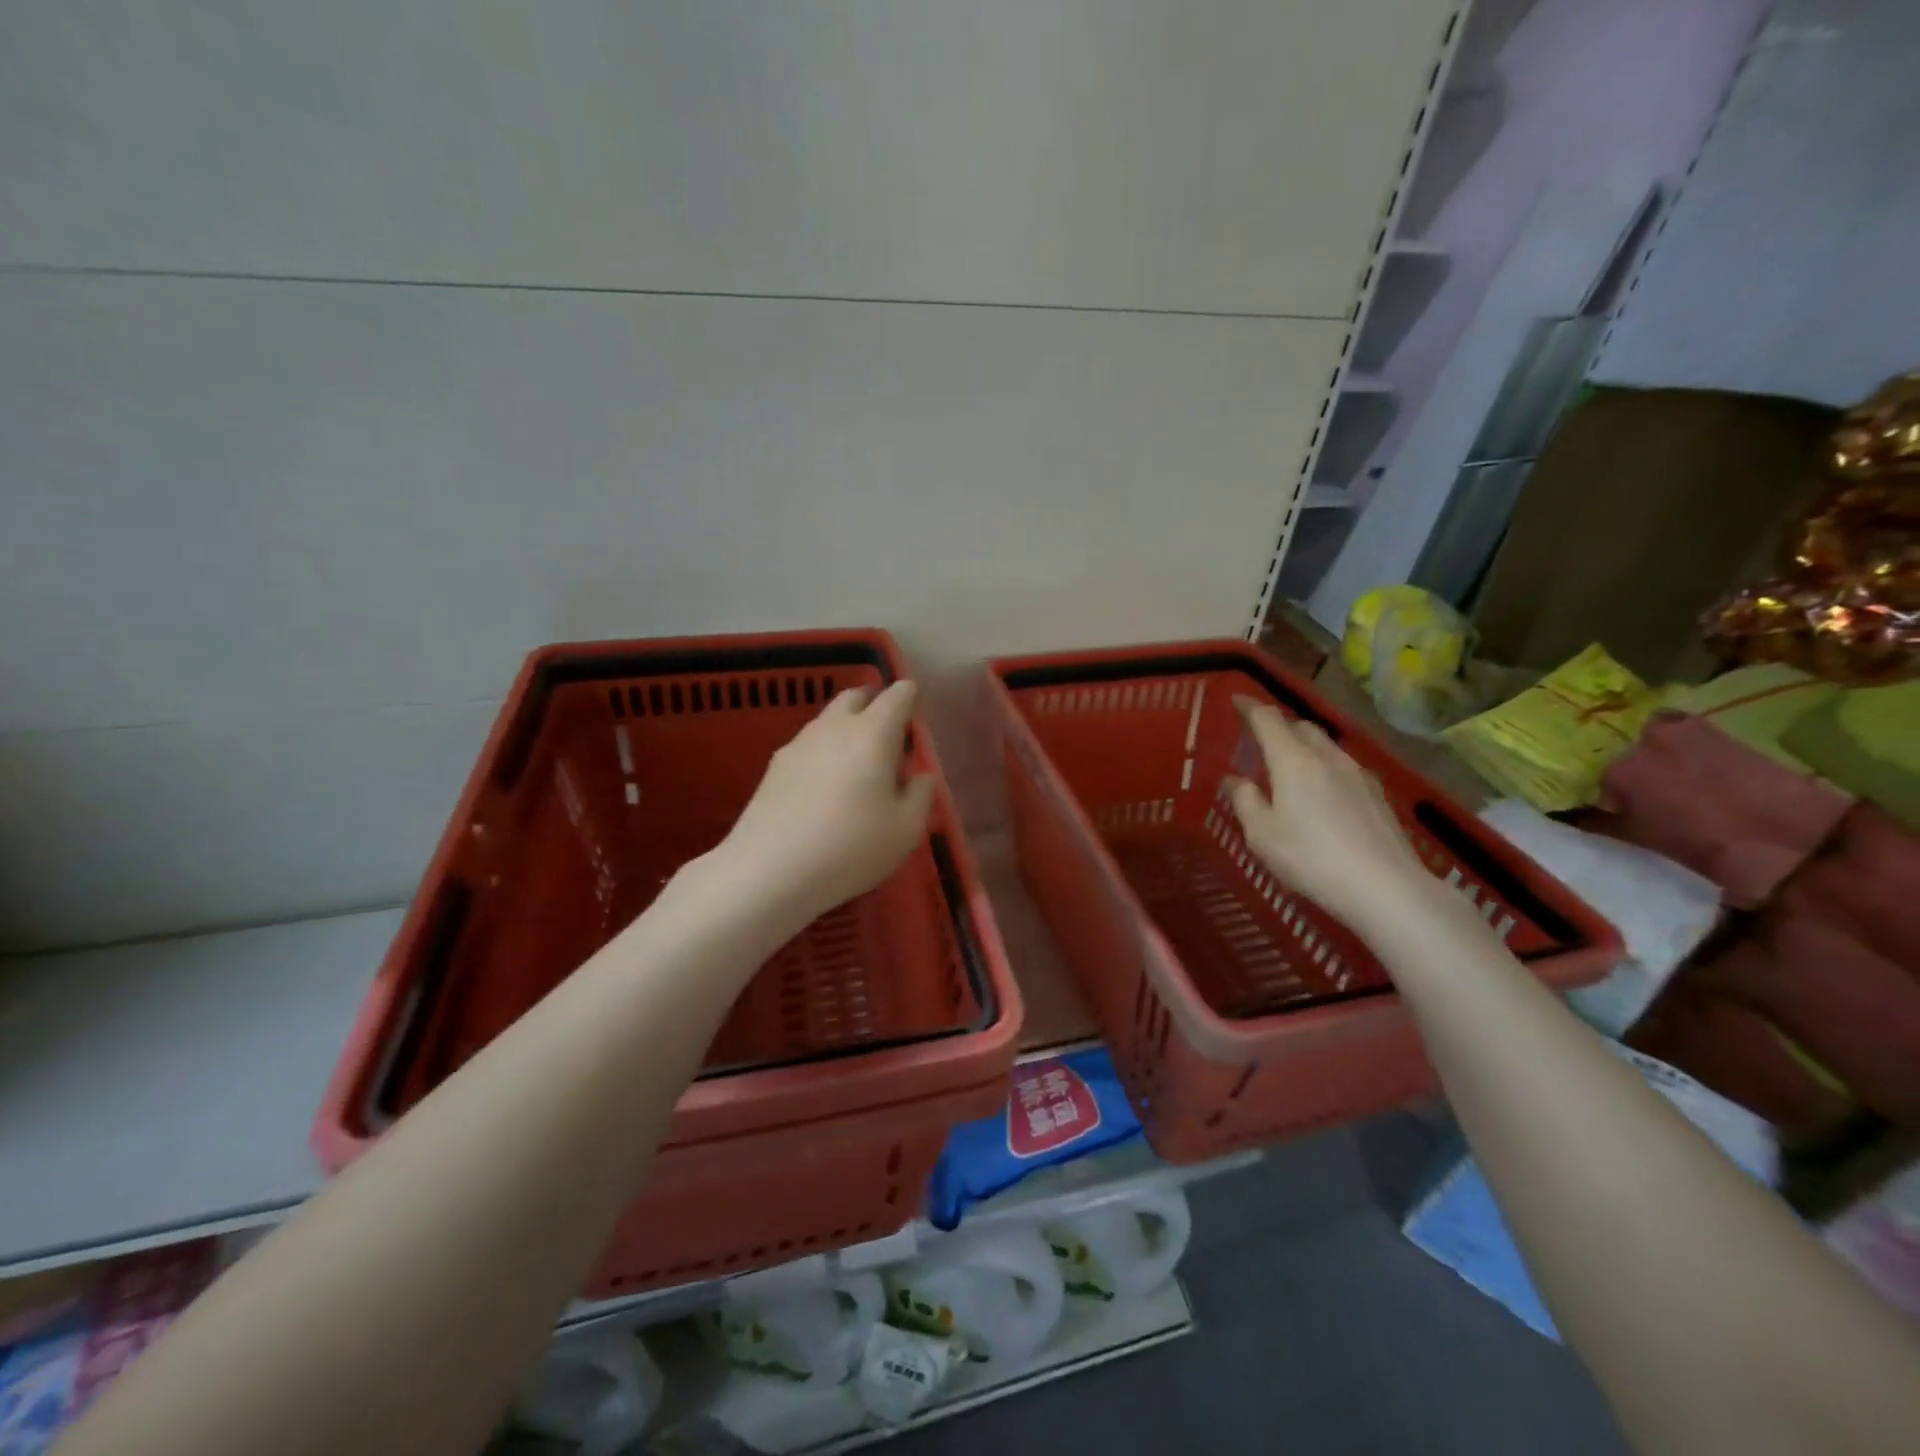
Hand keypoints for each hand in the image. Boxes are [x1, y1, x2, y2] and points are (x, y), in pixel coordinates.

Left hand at [717, 680, 936, 922]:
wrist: (770, 870)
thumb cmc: (851, 847)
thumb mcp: (906, 830)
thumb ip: (920, 794)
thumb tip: (920, 775)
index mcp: (873, 733)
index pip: (897, 695)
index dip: (910, 697)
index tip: (916, 712)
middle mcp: (835, 726)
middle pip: (856, 696)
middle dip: (875, 702)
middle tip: (888, 729)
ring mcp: (800, 743)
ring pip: (829, 718)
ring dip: (847, 726)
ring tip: (858, 759)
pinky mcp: (775, 765)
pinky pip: (809, 744)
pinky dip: (824, 750)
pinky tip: (826, 784)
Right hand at [1224, 695, 1434, 939]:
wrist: (1385, 888)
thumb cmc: (1310, 858)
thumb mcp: (1261, 834)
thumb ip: (1244, 801)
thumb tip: (1233, 779)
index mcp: (1293, 760)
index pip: (1268, 719)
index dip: (1250, 707)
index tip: (1236, 700)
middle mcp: (1327, 757)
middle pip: (1301, 727)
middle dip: (1279, 726)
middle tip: (1261, 739)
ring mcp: (1358, 775)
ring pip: (1326, 746)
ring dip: (1304, 746)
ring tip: (1290, 766)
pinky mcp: (1378, 795)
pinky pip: (1344, 767)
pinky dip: (1325, 768)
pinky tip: (1324, 792)